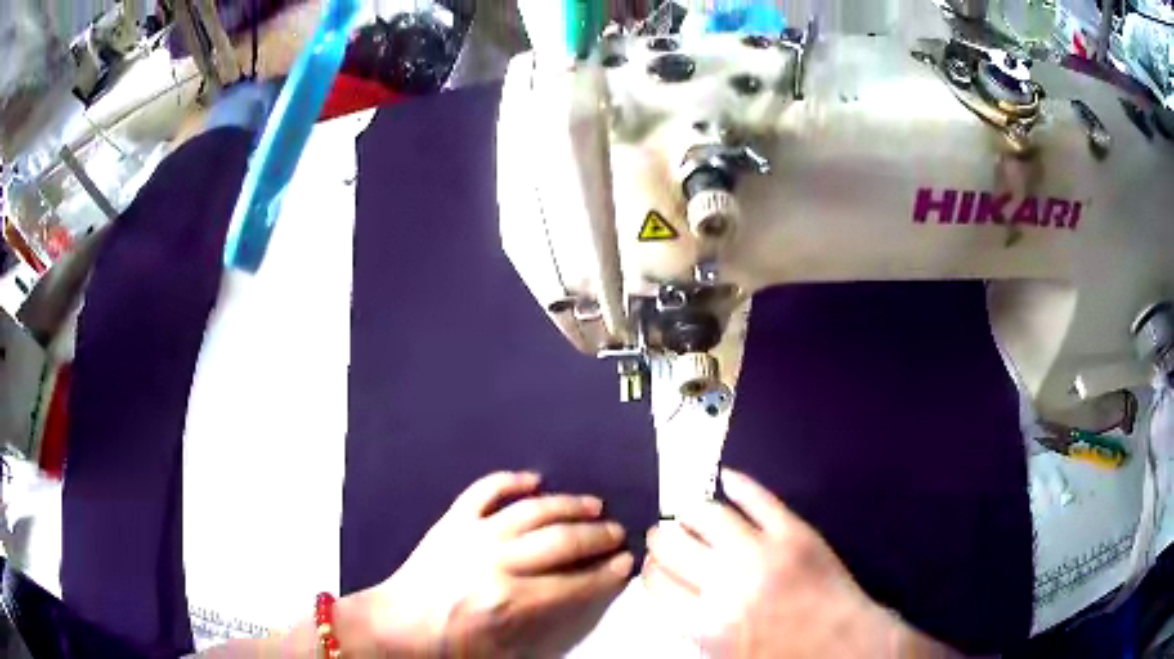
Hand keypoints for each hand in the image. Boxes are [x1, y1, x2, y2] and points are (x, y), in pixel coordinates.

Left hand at [362, 472, 632, 657]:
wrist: (397, 622)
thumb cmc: (449, 643)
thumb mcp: (503, 649)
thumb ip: (544, 624)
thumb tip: (578, 596)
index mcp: (511, 601)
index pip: (575, 583)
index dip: (606, 573)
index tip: (626, 563)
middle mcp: (498, 563)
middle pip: (562, 542)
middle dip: (598, 537)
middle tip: (618, 533)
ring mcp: (474, 535)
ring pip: (533, 511)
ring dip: (569, 505)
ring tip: (594, 505)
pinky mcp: (453, 520)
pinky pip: (485, 490)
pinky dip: (510, 480)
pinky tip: (533, 479)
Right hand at [643, 469, 955, 658]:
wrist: (842, 644)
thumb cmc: (781, 656)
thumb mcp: (723, 654)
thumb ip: (693, 620)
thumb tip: (673, 584)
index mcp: (706, 623)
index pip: (657, 583)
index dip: (650, 569)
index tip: (654, 563)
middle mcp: (727, 584)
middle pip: (672, 545)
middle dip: (663, 537)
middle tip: (667, 535)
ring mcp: (763, 552)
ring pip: (709, 514)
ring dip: (691, 511)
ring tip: (691, 513)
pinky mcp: (794, 531)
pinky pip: (759, 497)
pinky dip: (738, 483)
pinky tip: (726, 479)